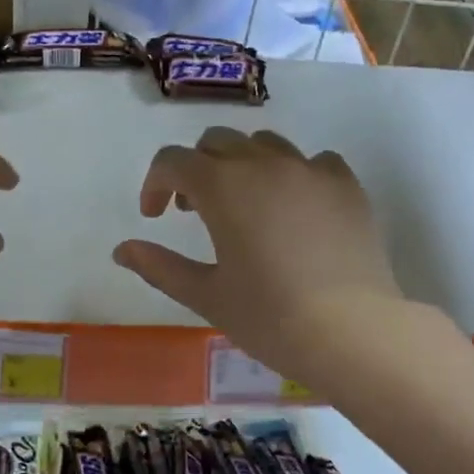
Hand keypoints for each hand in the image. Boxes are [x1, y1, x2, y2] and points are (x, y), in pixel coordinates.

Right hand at [112, 128, 407, 386]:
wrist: (352, 331)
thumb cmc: (269, 316)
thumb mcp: (205, 295)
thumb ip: (159, 266)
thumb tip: (122, 250)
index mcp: (223, 187)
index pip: (174, 161)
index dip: (155, 184)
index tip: (155, 217)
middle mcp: (265, 164)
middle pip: (217, 142)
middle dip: (196, 169)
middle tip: (193, 210)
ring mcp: (311, 170)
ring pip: (264, 144)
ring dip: (242, 165)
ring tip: (244, 205)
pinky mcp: (347, 185)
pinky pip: (313, 161)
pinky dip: (293, 174)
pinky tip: (295, 208)